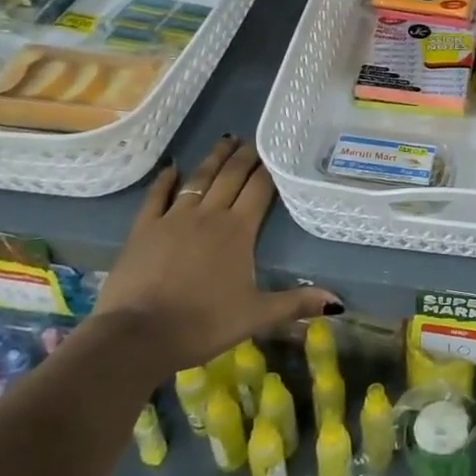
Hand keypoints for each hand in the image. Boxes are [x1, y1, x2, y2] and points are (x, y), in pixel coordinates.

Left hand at [91, 138, 338, 374]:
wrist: (137, 336)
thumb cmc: (203, 324)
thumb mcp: (256, 316)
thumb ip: (295, 303)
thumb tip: (337, 303)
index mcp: (239, 230)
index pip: (260, 189)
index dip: (269, 169)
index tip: (277, 150)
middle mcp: (209, 215)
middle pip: (231, 177)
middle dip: (245, 157)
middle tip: (254, 140)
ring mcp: (173, 219)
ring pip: (198, 179)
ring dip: (213, 159)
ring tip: (225, 140)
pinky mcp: (143, 230)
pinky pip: (156, 197)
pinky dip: (165, 180)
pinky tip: (171, 168)